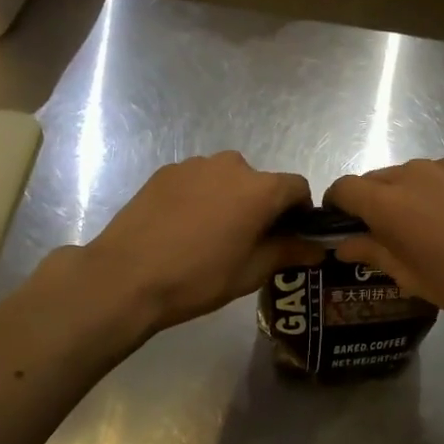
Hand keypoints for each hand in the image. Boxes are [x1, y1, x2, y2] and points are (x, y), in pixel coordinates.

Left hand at [51, 153, 323, 335]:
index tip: (289, 237)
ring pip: (227, 180)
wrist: (125, 277)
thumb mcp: (251, 272)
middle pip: (260, 182)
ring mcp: (195, 165)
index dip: (300, 212)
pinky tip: (182, 228)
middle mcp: (232, 165)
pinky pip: (197, 181)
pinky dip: (200, 198)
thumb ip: (289, 252)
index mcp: (260, 189)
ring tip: (209, 235)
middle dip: (261, 207)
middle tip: (246, 241)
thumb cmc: (198, 278)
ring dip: (229, 200)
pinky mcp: (165, 171)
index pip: (297, 187)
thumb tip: (318, 248)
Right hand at [325, 157, 443, 332]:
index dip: (338, 204)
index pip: (344, 187)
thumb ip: (372, 253)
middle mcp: (414, 173)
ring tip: (436, 224)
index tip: (344, 223)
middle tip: (392, 232)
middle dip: (375, 201)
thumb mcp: (412, 278)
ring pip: (414, 173)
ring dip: (412, 193)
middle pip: (378, 178)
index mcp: (389, 203)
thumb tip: (343, 244)